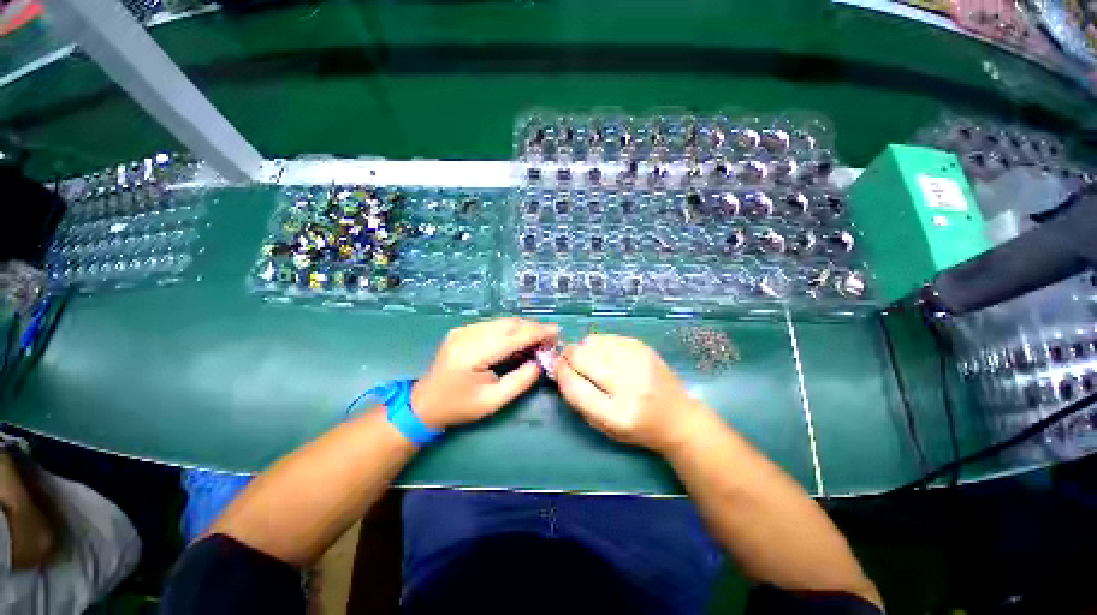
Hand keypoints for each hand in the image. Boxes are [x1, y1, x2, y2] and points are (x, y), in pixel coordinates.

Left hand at [412, 318, 558, 429]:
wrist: (424, 402)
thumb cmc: (459, 406)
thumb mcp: (492, 402)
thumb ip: (519, 381)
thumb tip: (539, 363)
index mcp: (473, 354)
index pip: (512, 337)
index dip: (537, 332)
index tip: (557, 332)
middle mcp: (467, 335)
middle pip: (508, 324)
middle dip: (533, 328)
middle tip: (551, 338)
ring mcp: (463, 329)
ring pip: (502, 321)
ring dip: (523, 328)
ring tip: (538, 339)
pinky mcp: (463, 329)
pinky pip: (494, 325)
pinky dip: (511, 330)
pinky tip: (519, 339)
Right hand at [556, 334, 707, 452]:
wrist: (678, 417)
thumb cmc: (637, 428)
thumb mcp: (604, 426)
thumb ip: (578, 399)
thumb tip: (559, 369)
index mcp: (617, 414)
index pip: (574, 386)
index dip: (560, 373)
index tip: (557, 369)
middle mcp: (629, 384)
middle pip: (581, 357)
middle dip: (568, 357)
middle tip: (569, 362)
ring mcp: (638, 361)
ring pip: (591, 342)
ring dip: (582, 349)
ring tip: (589, 360)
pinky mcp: (642, 347)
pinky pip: (605, 336)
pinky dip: (598, 344)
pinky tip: (604, 355)